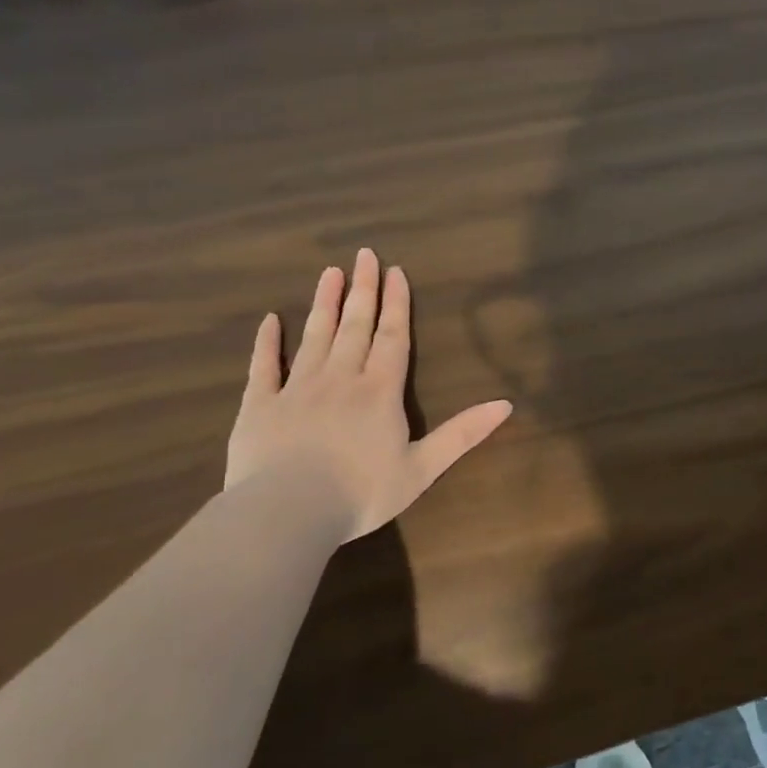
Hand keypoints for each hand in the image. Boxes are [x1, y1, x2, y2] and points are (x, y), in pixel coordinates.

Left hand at [226, 250, 512, 543]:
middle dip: (362, 290)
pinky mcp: (260, 405)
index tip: (395, 271)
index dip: (396, 304)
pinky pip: (263, 367)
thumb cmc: (361, 493)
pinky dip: (266, 343)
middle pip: (355, 326)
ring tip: (329, 273)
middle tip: (363, 255)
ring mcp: (297, 388)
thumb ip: (462, 433)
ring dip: (324, 303)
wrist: (287, 512)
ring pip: (314, 336)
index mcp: (380, 391)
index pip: (393, 338)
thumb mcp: (423, 468)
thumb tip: (506, 404)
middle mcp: (341, 378)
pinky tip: (269, 320)